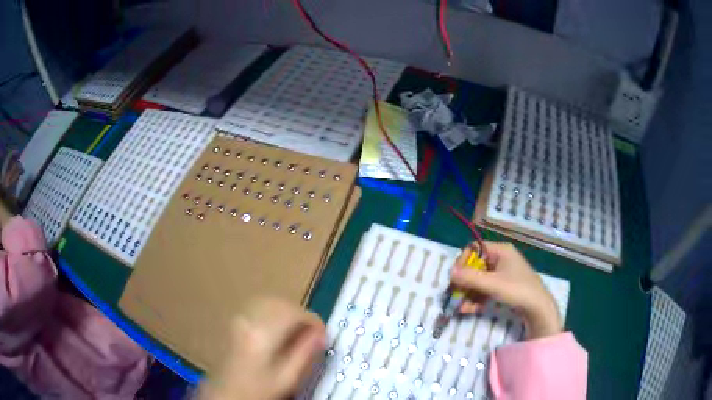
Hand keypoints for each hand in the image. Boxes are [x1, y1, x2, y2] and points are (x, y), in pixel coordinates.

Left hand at [198, 298, 325, 399]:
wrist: (226, 393)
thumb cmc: (258, 389)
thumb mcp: (286, 378)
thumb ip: (305, 354)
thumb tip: (322, 334)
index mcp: (262, 333)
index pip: (293, 313)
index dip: (313, 321)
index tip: (322, 334)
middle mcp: (247, 319)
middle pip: (280, 302)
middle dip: (300, 314)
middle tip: (311, 333)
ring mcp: (238, 318)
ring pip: (268, 300)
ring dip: (286, 311)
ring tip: (296, 331)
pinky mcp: (234, 321)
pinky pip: (258, 306)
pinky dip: (273, 311)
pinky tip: (277, 328)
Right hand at [451, 241, 561, 338]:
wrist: (538, 308)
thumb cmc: (517, 290)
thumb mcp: (492, 284)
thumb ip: (470, 278)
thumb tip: (449, 271)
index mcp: (500, 251)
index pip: (474, 249)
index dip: (463, 262)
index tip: (455, 278)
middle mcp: (501, 259)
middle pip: (475, 267)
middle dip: (464, 283)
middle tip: (454, 295)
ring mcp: (503, 274)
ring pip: (479, 280)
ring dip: (468, 294)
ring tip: (460, 308)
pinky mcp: (504, 287)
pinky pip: (485, 289)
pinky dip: (477, 298)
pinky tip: (469, 310)